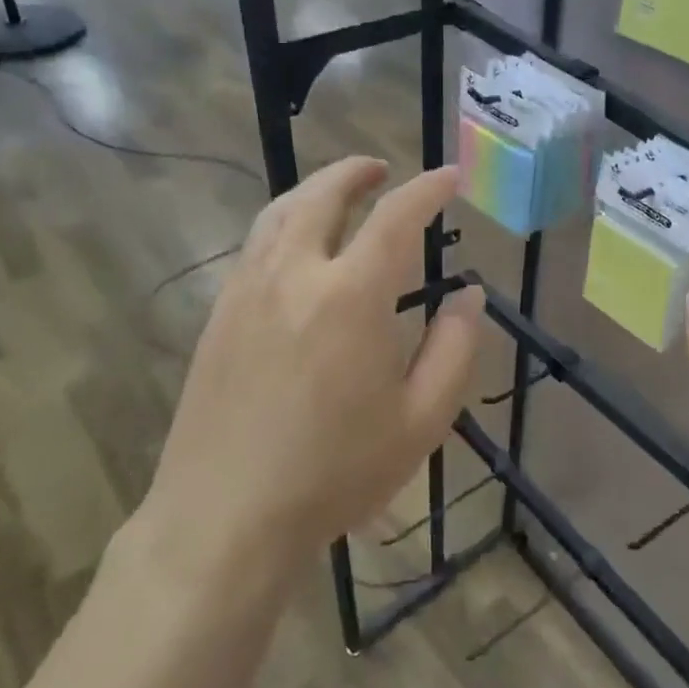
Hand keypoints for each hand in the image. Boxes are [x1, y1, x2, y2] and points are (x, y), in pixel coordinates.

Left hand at [142, 158, 483, 573]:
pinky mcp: (218, 316)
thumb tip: (470, 295)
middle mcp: (293, 275)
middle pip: (322, 195)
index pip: (395, 217)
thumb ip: (455, 349)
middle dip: (356, 172)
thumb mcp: (422, 420)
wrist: (224, 518)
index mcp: (351, 296)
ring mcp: (246, 291)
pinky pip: (255, 246)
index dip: (427, 189)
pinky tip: (297, 247)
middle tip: (382, 169)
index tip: (450, 177)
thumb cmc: (335, 472)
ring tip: (339, 192)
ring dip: (314, 190)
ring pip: (279, 213)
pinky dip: (284, 223)